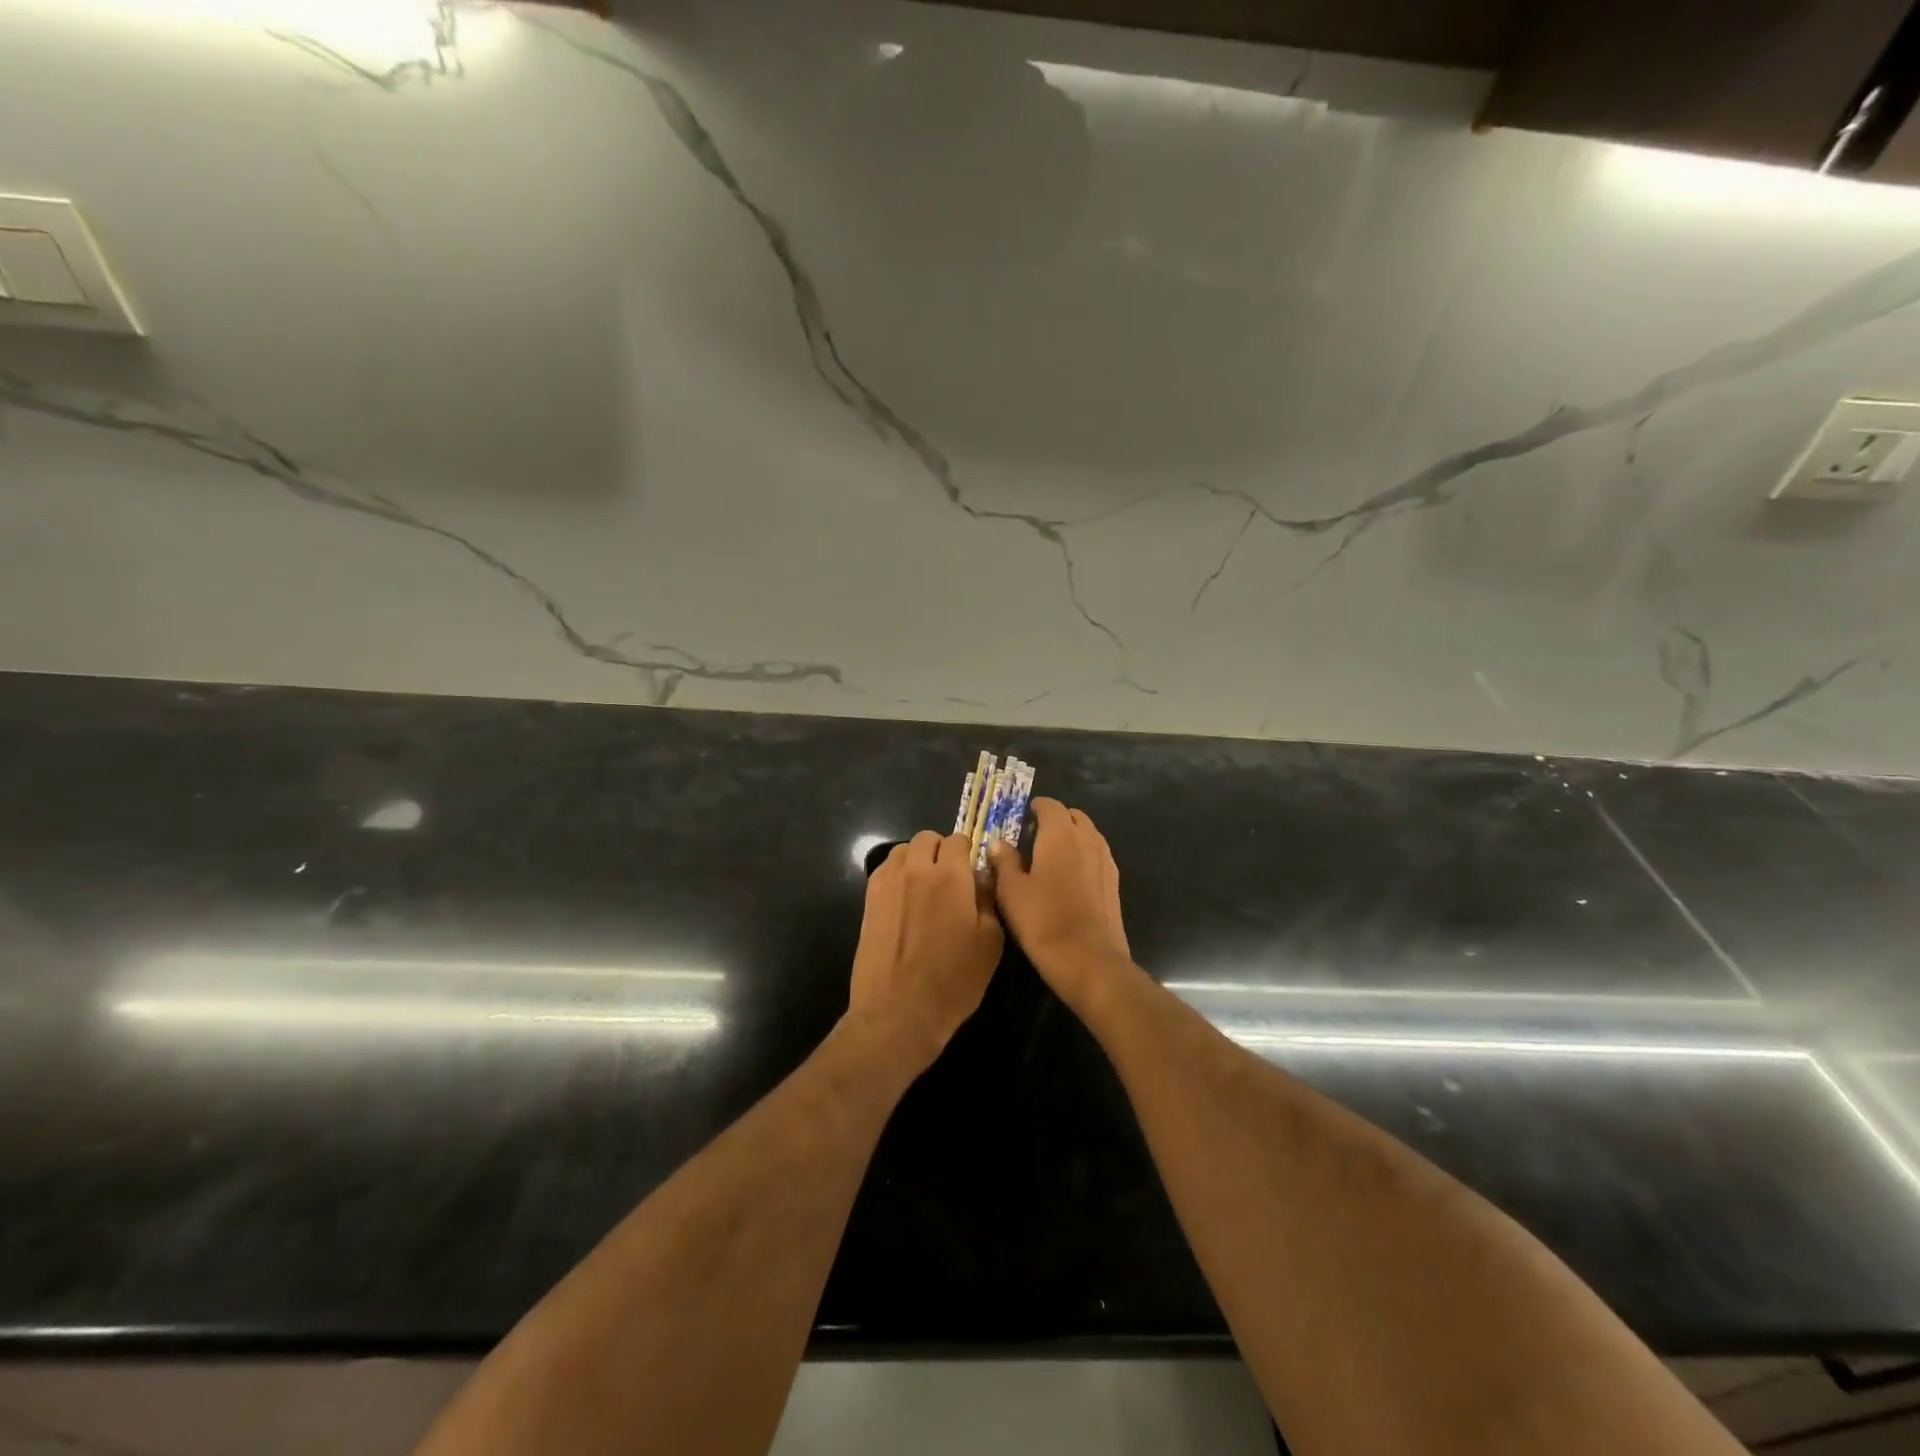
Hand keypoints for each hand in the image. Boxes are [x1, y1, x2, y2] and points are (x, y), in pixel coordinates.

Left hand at [848, 830, 1003, 1071]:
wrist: (898, 1012)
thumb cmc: (953, 980)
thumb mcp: (990, 942)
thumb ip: (988, 899)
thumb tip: (980, 876)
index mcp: (950, 875)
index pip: (959, 840)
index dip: (968, 853)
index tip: (972, 874)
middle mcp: (916, 869)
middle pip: (927, 838)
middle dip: (940, 850)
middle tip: (949, 878)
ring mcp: (887, 882)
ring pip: (903, 850)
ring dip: (916, 859)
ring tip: (924, 887)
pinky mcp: (868, 899)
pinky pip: (885, 870)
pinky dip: (897, 874)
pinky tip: (904, 900)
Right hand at [988, 799, 1131, 1008]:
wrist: (1088, 959)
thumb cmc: (1043, 920)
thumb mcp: (1011, 891)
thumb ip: (1004, 861)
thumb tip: (999, 843)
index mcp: (1060, 834)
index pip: (1049, 805)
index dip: (1034, 808)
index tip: (1020, 820)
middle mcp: (1087, 838)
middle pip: (1072, 816)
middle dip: (1055, 820)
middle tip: (1033, 839)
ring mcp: (1105, 859)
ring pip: (1088, 834)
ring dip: (1071, 837)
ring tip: (1050, 858)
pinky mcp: (1114, 881)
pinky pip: (1097, 855)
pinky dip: (1083, 856)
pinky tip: (1068, 879)